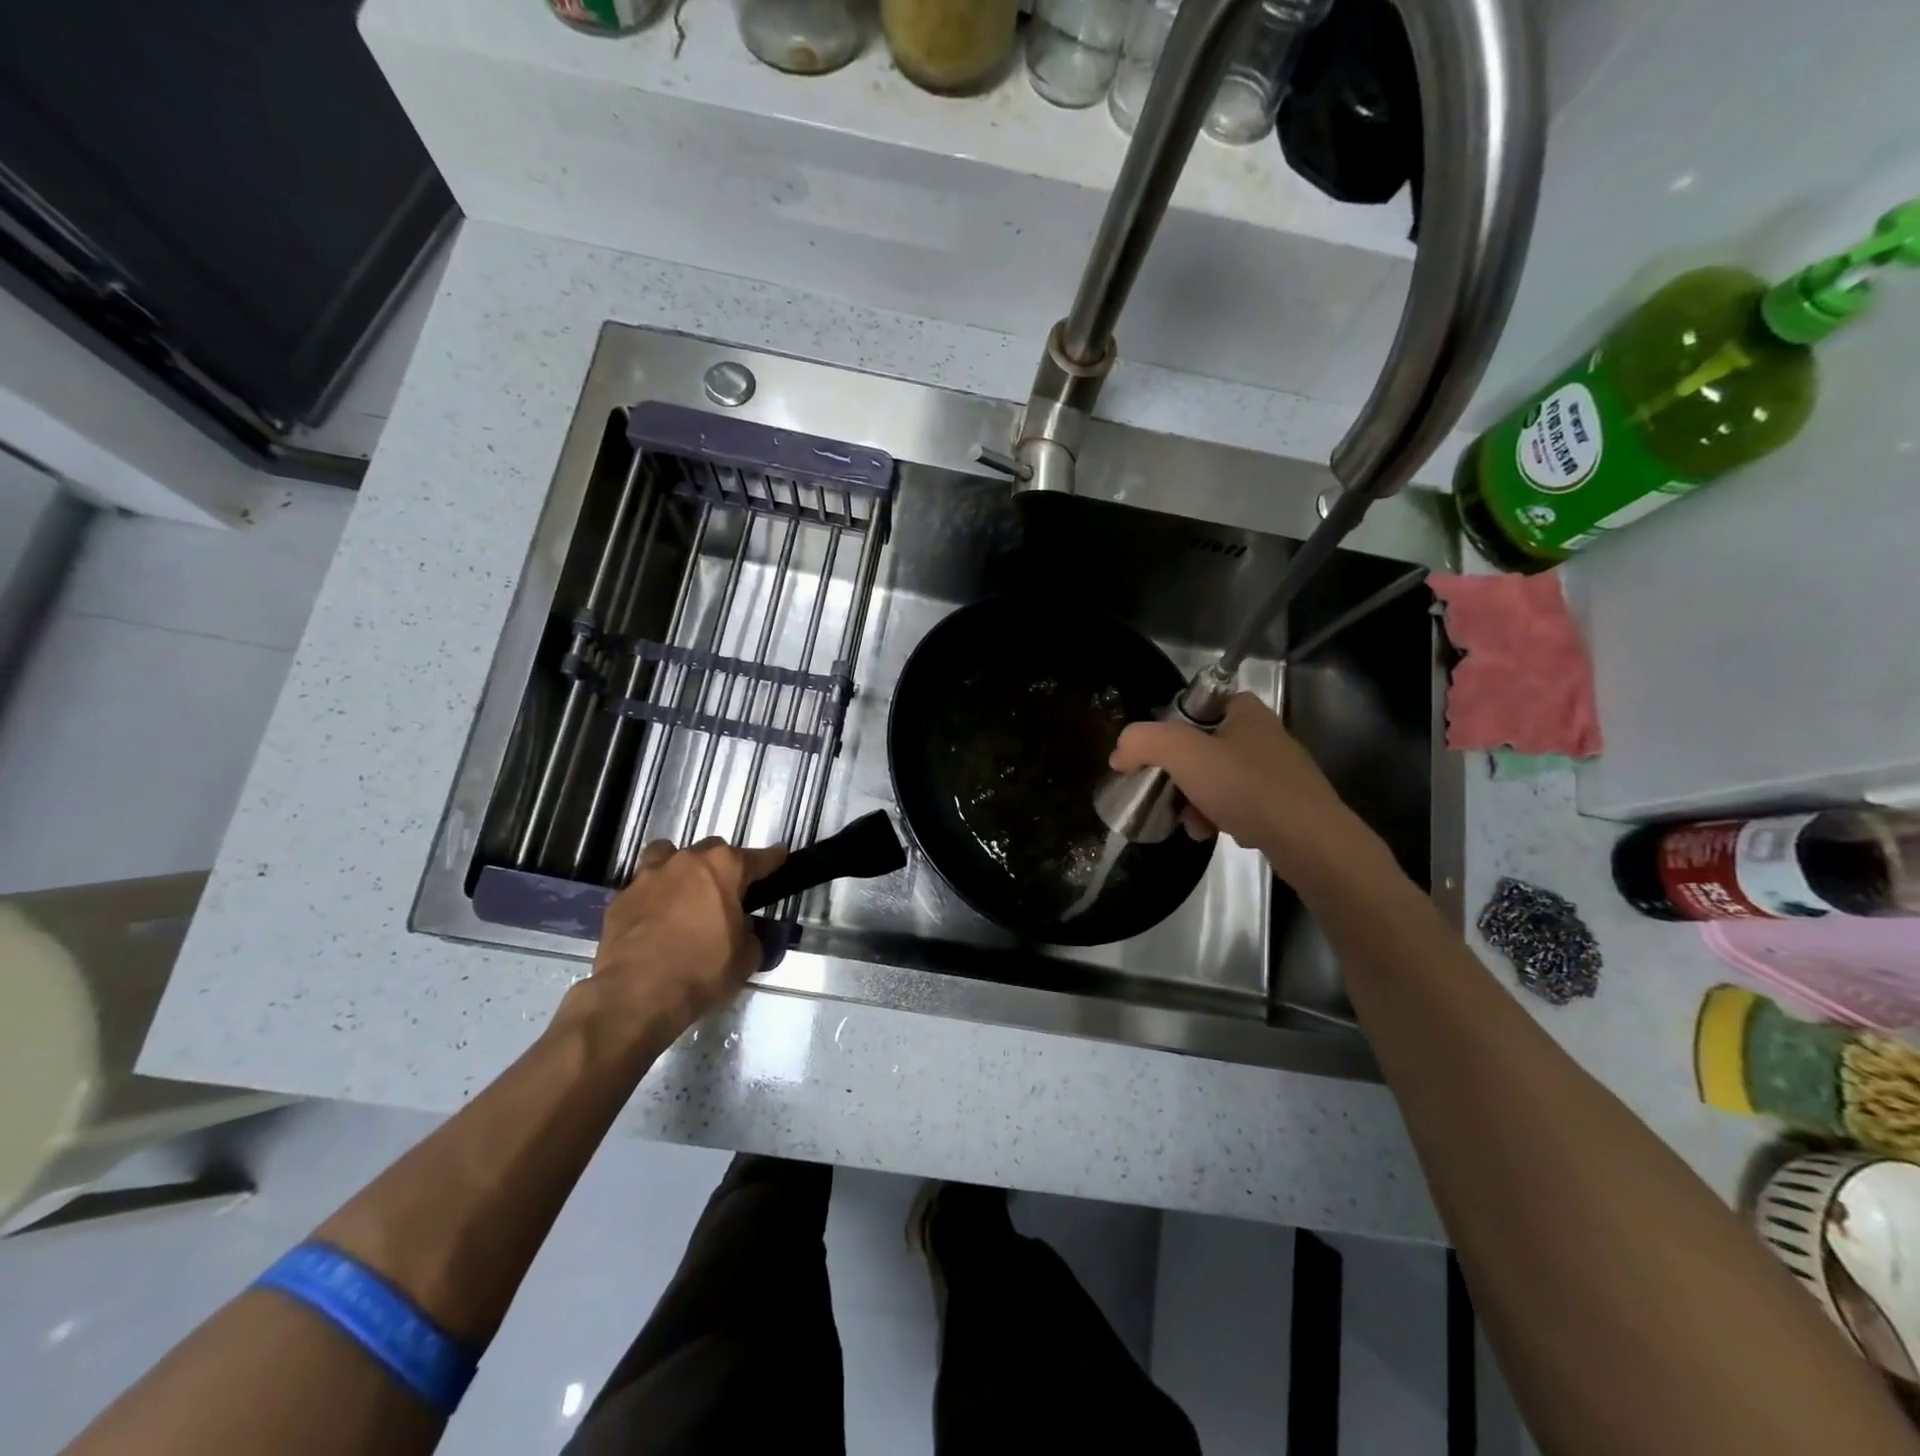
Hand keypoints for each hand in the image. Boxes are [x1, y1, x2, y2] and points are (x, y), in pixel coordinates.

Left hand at [578, 837, 787, 1043]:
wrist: (636, 995)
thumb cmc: (702, 971)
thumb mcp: (746, 958)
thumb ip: (751, 934)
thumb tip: (744, 930)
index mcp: (724, 869)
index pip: (758, 858)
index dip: (772, 859)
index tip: (780, 857)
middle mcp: (687, 861)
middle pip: (712, 850)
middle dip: (722, 866)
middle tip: (727, 892)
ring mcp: (649, 876)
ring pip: (668, 855)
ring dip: (680, 868)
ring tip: (684, 892)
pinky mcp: (620, 898)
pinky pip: (642, 886)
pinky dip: (652, 897)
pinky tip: (654, 919)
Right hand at [1109, 692, 1380, 887]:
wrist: (1311, 843)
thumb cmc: (1247, 788)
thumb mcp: (1183, 754)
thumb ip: (1143, 742)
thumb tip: (1120, 753)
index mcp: (1246, 711)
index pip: (1195, 707)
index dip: (1170, 730)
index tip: (1156, 757)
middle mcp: (1264, 735)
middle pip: (1202, 748)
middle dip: (1180, 776)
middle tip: (1169, 796)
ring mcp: (1278, 772)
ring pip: (1218, 780)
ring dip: (1196, 801)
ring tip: (1194, 823)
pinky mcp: (1286, 806)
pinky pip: (1239, 805)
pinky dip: (1221, 818)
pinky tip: (1217, 834)